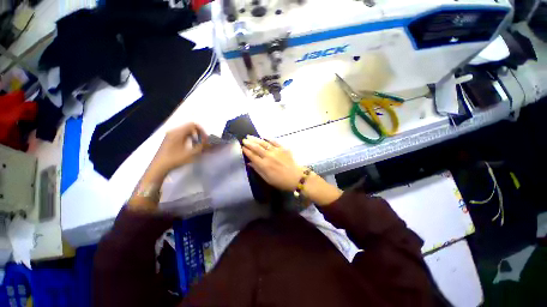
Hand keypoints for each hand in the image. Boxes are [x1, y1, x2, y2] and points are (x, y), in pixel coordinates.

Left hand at [150, 123, 207, 175]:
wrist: (159, 167)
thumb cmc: (175, 160)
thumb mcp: (191, 153)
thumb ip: (201, 145)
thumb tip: (208, 140)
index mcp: (178, 132)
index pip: (193, 125)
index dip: (201, 131)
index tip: (205, 139)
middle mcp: (173, 131)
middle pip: (189, 127)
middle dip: (198, 134)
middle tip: (203, 143)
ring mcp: (170, 135)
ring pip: (185, 131)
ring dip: (194, 137)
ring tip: (197, 146)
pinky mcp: (168, 140)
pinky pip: (181, 135)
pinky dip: (188, 138)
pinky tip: (189, 147)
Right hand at [242, 136, 303, 190]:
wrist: (296, 177)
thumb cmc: (280, 181)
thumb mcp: (267, 179)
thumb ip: (258, 170)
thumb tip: (249, 163)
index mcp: (264, 165)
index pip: (252, 156)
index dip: (246, 151)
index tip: (242, 147)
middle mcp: (268, 156)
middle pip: (256, 148)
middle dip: (249, 143)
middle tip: (244, 140)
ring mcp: (276, 151)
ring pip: (264, 143)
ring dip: (256, 139)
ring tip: (250, 136)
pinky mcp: (283, 148)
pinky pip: (274, 141)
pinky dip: (268, 138)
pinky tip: (264, 136)